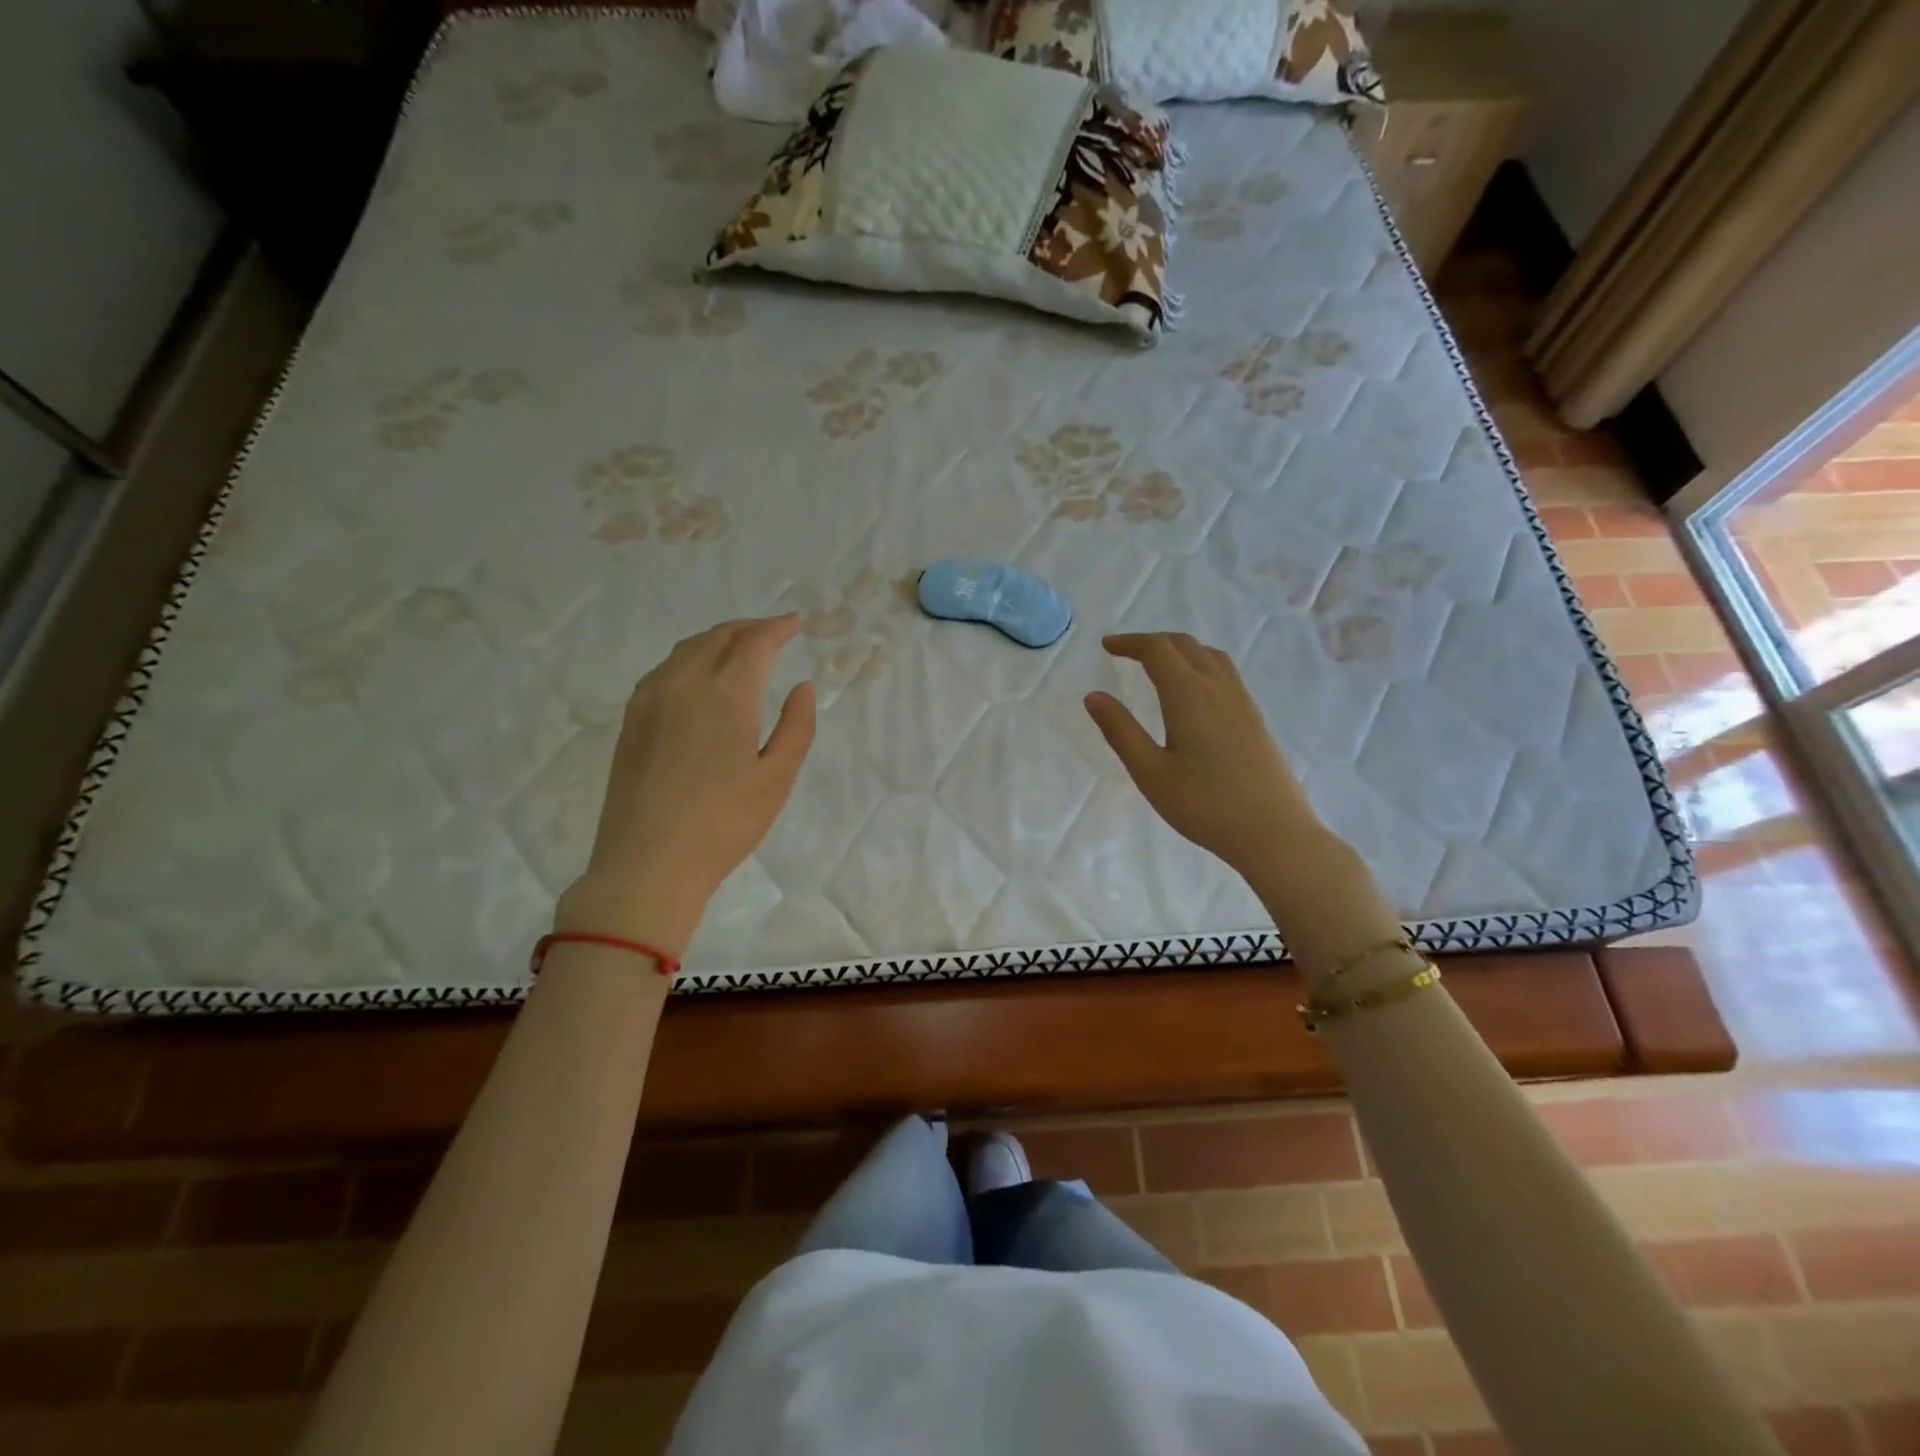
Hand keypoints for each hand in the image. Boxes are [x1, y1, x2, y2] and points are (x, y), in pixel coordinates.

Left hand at [555, 615, 814, 953]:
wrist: (647, 864)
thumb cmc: (724, 824)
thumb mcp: (777, 778)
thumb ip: (796, 726)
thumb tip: (803, 686)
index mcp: (726, 693)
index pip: (755, 641)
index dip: (778, 627)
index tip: (795, 623)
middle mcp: (684, 682)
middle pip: (720, 636)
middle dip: (751, 628)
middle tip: (774, 632)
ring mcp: (651, 698)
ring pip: (689, 648)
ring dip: (720, 638)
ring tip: (741, 648)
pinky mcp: (631, 718)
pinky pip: (666, 668)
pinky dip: (692, 656)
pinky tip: (700, 675)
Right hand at [1084, 633, 1318, 879]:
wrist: (1274, 833)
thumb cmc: (1204, 805)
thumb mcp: (1150, 772)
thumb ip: (1121, 731)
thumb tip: (1094, 696)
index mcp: (1189, 695)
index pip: (1157, 650)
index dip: (1130, 642)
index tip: (1106, 646)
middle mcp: (1218, 688)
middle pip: (1185, 645)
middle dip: (1153, 642)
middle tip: (1125, 652)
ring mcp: (1242, 702)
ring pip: (1210, 656)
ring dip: (1180, 649)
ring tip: (1158, 664)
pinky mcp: (1255, 719)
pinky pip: (1225, 673)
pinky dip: (1200, 664)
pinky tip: (1194, 692)